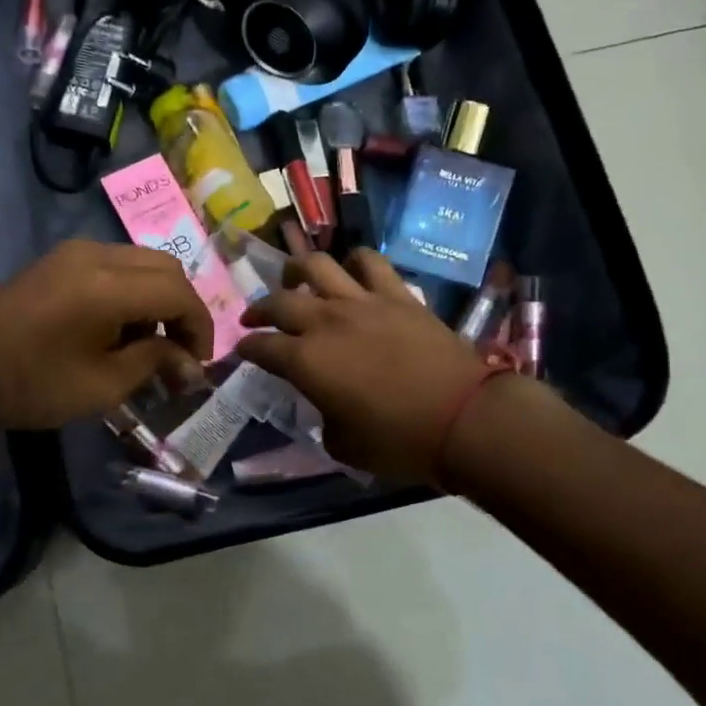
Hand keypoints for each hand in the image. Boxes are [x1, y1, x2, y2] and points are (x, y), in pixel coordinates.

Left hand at [0, 240, 212, 429]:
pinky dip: (132, 289)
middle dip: (182, 308)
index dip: (199, 326)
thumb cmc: (34, 385)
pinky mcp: (60, 258)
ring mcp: (75, 251)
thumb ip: (155, 363)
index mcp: (109, 285)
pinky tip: (118, 326)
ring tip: (148, 343)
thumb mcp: (103, 385)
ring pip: (142, 261)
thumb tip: (190, 363)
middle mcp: (96, 254)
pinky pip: (115, 263)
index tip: (198, 362)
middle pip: (166, 267)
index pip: (178, 291)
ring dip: (158, 297)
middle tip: (179, 350)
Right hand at [238, 249, 498, 485]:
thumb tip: (325, 401)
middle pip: (279, 302)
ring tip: (295, 279)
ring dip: (298, 270)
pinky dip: (354, 261)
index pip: (261, 347)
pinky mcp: (397, 294)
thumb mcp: (343, 443)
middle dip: (259, 310)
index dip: (246, 349)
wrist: (463, 418)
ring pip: (317, 265)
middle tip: (255, 318)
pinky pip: (369, 262)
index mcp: (305, 362)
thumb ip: (323, 416)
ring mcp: (362, 302)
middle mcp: (325, 322)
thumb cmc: (398, 441)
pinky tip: (351, 271)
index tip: (242, 350)